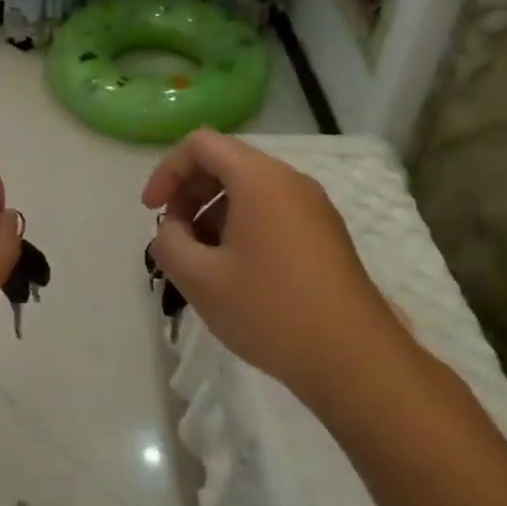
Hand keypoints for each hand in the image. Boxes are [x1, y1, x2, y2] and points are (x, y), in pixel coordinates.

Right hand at [142, 130, 409, 405]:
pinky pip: (272, 212)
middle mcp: (290, 181)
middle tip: (174, 237)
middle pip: (226, 163)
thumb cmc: (270, 311)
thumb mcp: (200, 279)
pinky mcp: (325, 235)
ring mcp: (313, 208)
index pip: (201, 145)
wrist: (354, 360)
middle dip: (189, 193)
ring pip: (249, 189)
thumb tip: (171, 230)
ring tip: (200, 260)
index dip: (167, 171)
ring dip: (213, 213)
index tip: (151, 211)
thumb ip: (168, 243)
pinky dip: (241, 226)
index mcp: (259, 180)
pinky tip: (234, 272)